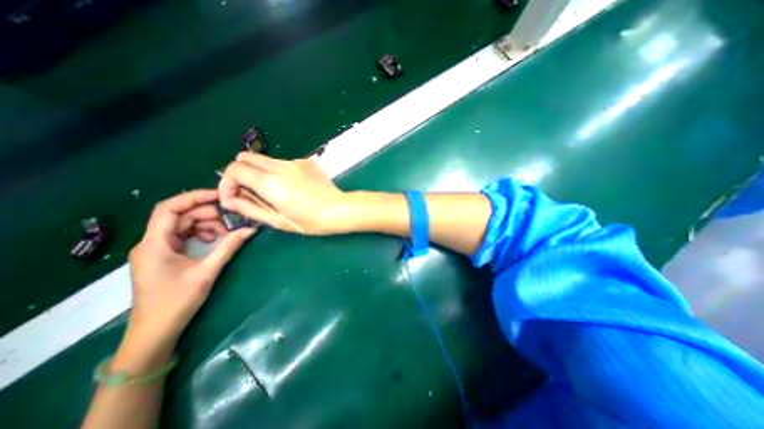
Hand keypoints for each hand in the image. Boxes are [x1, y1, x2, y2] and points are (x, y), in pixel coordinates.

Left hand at [125, 190, 253, 349]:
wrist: (155, 332)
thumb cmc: (176, 302)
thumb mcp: (206, 272)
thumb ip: (228, 247)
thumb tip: (250, 229)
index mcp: (154, 243)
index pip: (169, 208)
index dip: (194, 197)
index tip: (220, 196)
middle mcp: (152, 242)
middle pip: (180, 216)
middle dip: (207, 214)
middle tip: (232, 218)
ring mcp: (158, 249)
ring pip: (183, 225)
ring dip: (207, 224)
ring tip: (227, 231)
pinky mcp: (165, 256)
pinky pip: (184, 236)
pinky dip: (202, 234)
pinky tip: (216, 240)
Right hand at [218, 152, 348, 236]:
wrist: (339, 210)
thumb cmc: (310, 221)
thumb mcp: (277, 220)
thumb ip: (250, 208)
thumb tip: (228, 200)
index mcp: (270, 182)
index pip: (234, 168)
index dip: (227, 182)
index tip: (234, 197)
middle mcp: (280, 166)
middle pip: (246, 157)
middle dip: (239, 173)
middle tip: (248, 192)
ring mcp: (295, 162)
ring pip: (265, 160)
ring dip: (259, 172)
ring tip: (272, 192)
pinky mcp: (307, 162)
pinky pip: (284, 163)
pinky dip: (278, 172)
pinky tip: (291, 187)